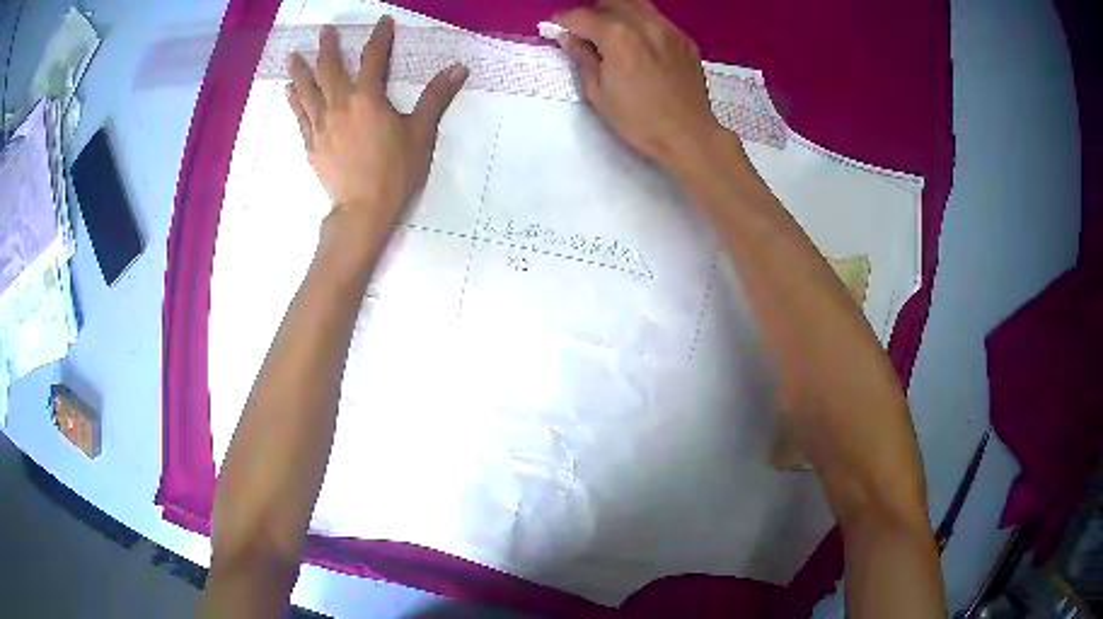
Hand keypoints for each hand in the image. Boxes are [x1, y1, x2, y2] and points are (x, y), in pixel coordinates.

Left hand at [287, 18, 467, 232]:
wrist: (363, 210)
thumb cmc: (396, 171)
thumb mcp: (421, 132)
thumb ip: (436, 97)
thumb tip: (457, 67)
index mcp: (368, 98)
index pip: (373, 58)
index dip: (379, 37)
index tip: (382, 22)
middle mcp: (339, 105)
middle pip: (330, 69)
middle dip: (328, 47)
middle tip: (324, 30)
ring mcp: (321, 125)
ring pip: (307, 90)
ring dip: (300, 70)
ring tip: (293, 56)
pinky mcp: (312, 144)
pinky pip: (300, 116)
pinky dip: (294, 101)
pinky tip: (289, 91)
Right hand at [554, 0, 722, 172]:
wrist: (688, 134)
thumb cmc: (638, 119)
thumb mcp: (598, 92)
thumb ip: (582, 58)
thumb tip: (568, 38)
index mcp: (617, 36)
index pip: (581, 15)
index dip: (564, 20)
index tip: (558, 28)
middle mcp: (644, 23)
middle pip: (610, 2)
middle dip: (593, 12)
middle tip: (586, 30)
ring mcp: (668, 29)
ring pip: (637, 5)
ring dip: (619, 13)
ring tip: (614, 33)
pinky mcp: (684, 40)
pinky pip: (658, 20)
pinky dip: (642, 24)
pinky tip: (641, 44)